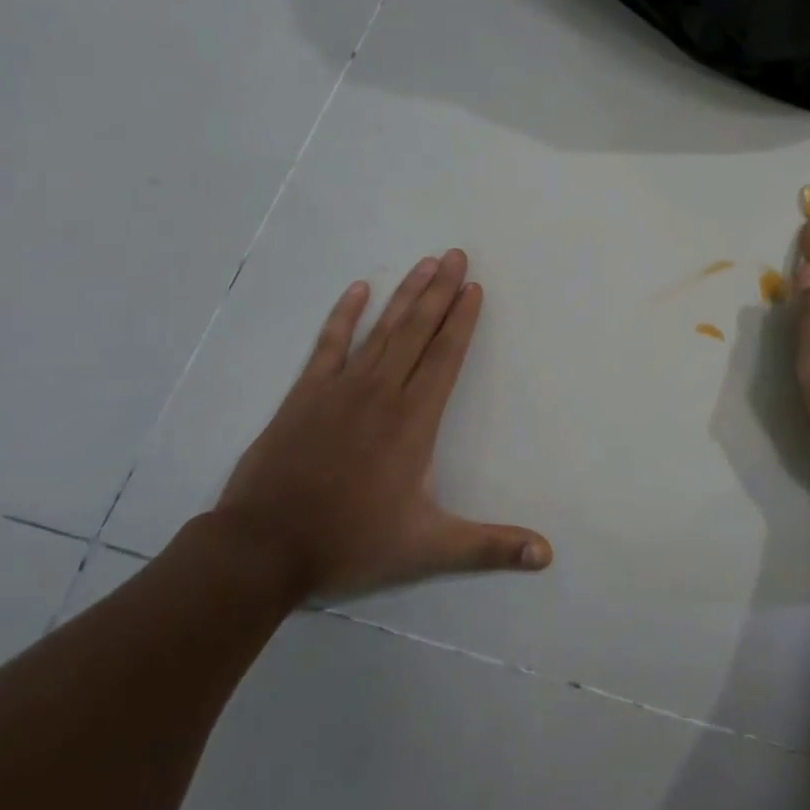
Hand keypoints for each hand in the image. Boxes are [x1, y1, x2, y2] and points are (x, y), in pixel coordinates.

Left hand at [214, 250, 552, 597]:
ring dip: (404, 294)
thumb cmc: (351, 542)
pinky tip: (357, 290)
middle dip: (439, 290)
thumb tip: (547, 555)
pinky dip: (343, 315)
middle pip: (417, 331)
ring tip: (424, 262)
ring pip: (380, 330)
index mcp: (414, 420)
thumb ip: (489, 547)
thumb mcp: (428, 548)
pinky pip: (328, 344)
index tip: (473, 286)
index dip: (462, 320)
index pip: (445, 357)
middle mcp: (382, 392)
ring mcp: (340, 389)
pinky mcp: (305, 394)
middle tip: (455, 254)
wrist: (263, 547)